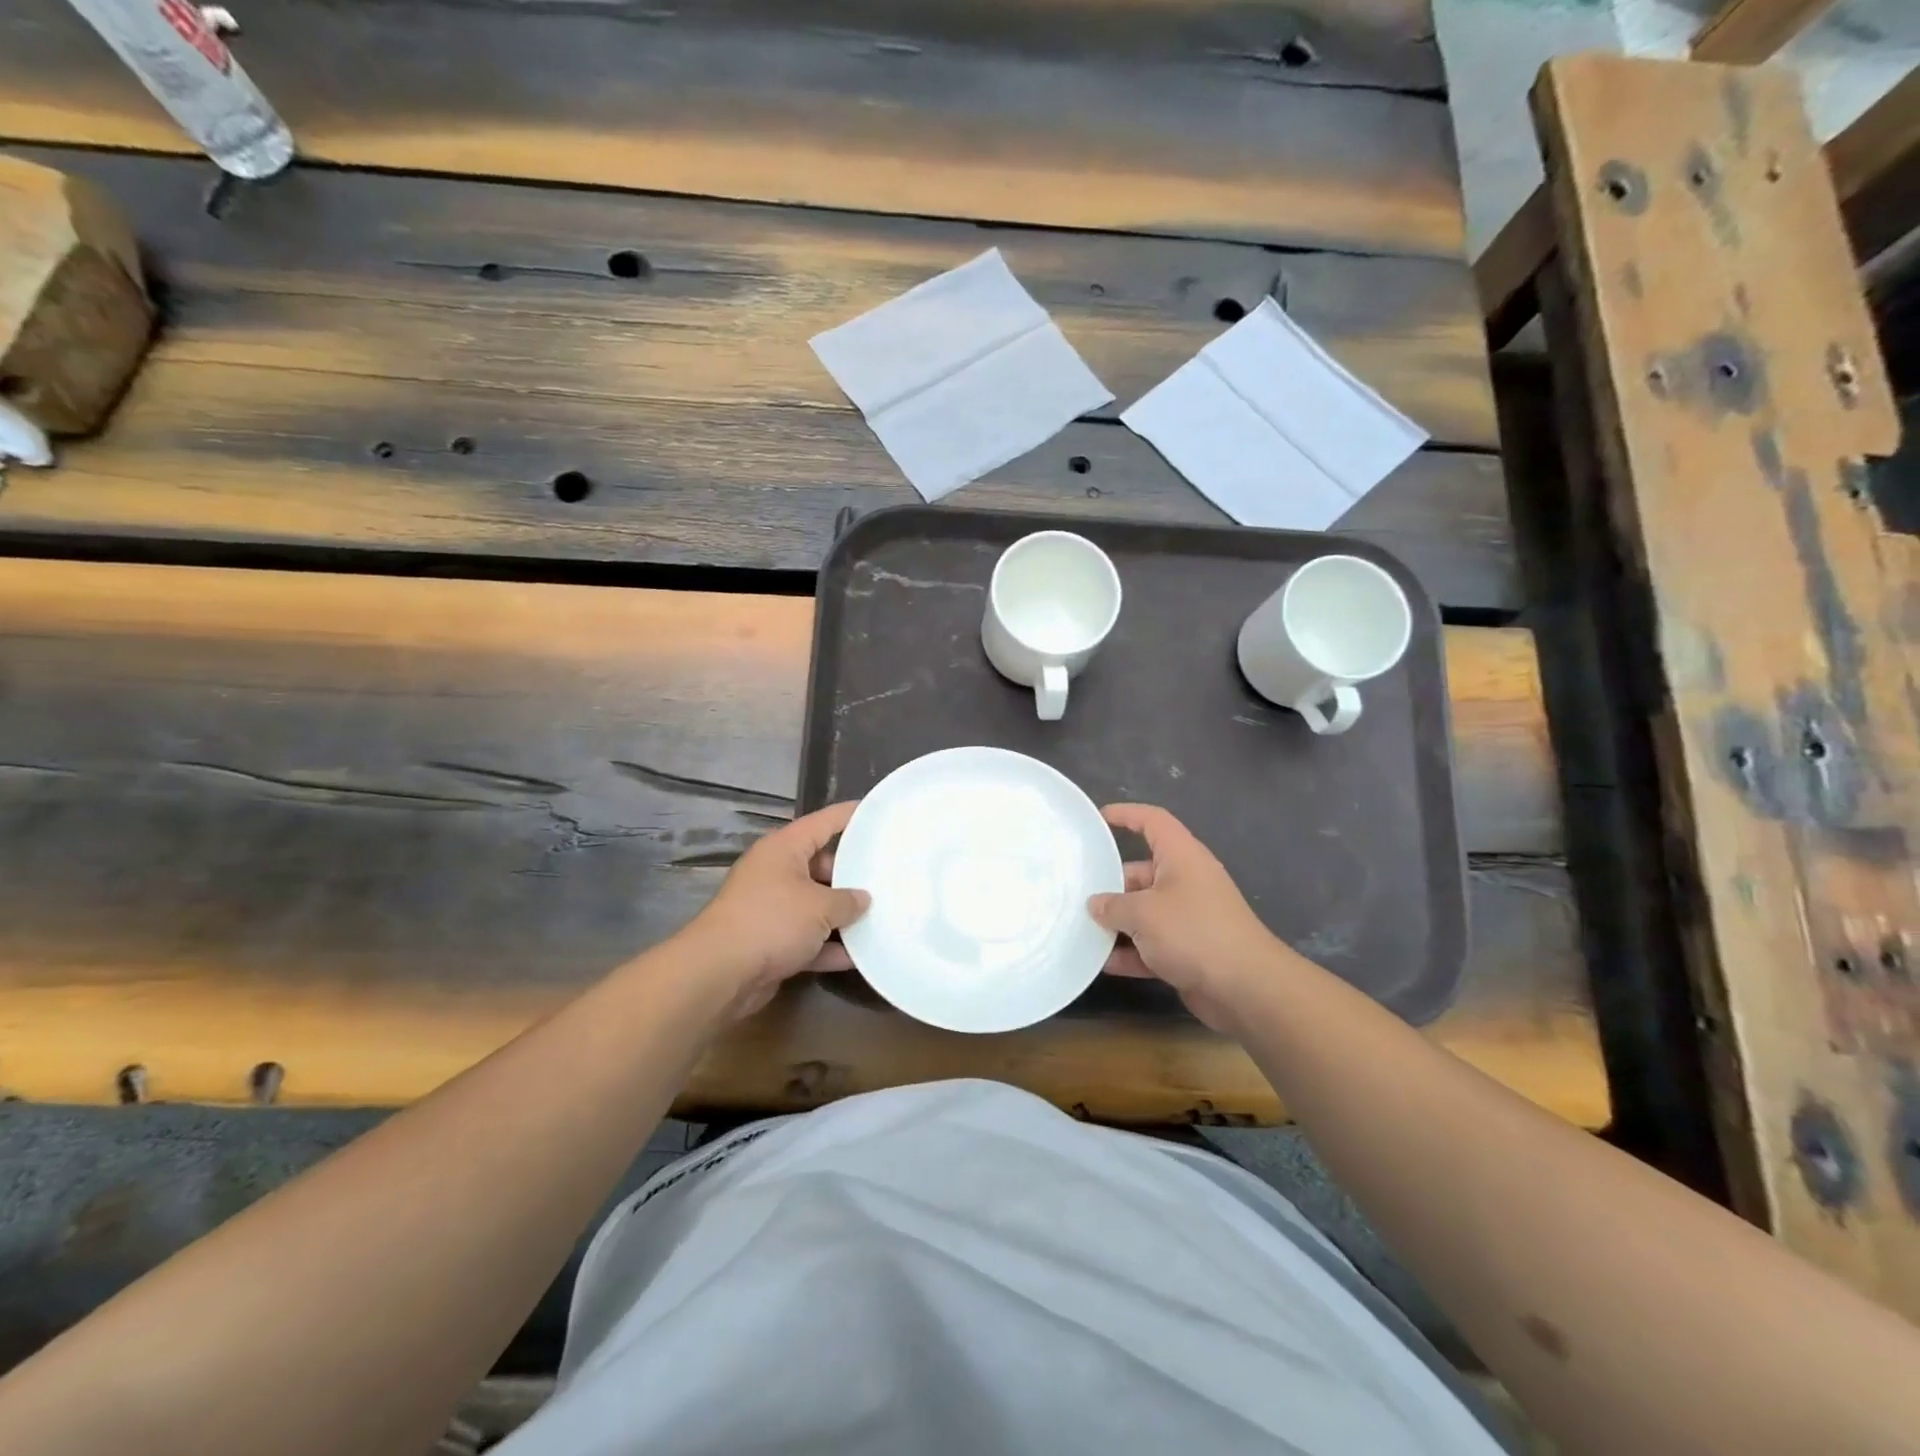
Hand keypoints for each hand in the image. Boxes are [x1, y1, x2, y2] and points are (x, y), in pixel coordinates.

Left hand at [676, 800, 869, 1020]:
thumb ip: (848, 900)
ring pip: (816, 905)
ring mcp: (772, 908)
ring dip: (842, 916)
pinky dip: (828, 946)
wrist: (720, 973)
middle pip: (821, 865)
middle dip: (852, 875)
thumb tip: (863, 899)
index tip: (876, 812)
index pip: (824, 822)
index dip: (850, 816)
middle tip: (886, 878)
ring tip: (881, 916)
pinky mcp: (770, 941)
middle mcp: (776, 872)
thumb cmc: (773, 921)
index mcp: (784, 849)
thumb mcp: (821, 906)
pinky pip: (807, 938)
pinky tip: (858, 956)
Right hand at [1087, 803, 1293, 1033]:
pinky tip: (1102, 964)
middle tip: (1077, 893)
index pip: (1153, 821)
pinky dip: (1131, 952)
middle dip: (1110, 884)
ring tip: (1081, 928)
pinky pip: (1152, 945)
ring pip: (1144, 911)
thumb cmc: (1193, 932)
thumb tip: (1095, 905)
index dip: (1126, 814)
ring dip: (1117, 922)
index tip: (1098, 820)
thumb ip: (1112, 906)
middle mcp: (1186, 881)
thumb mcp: (1143, 913)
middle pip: (1141, 872)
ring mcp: (1189, 918)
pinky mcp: (1189, 951)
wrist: (1246, 988)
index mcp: (1181, 857)